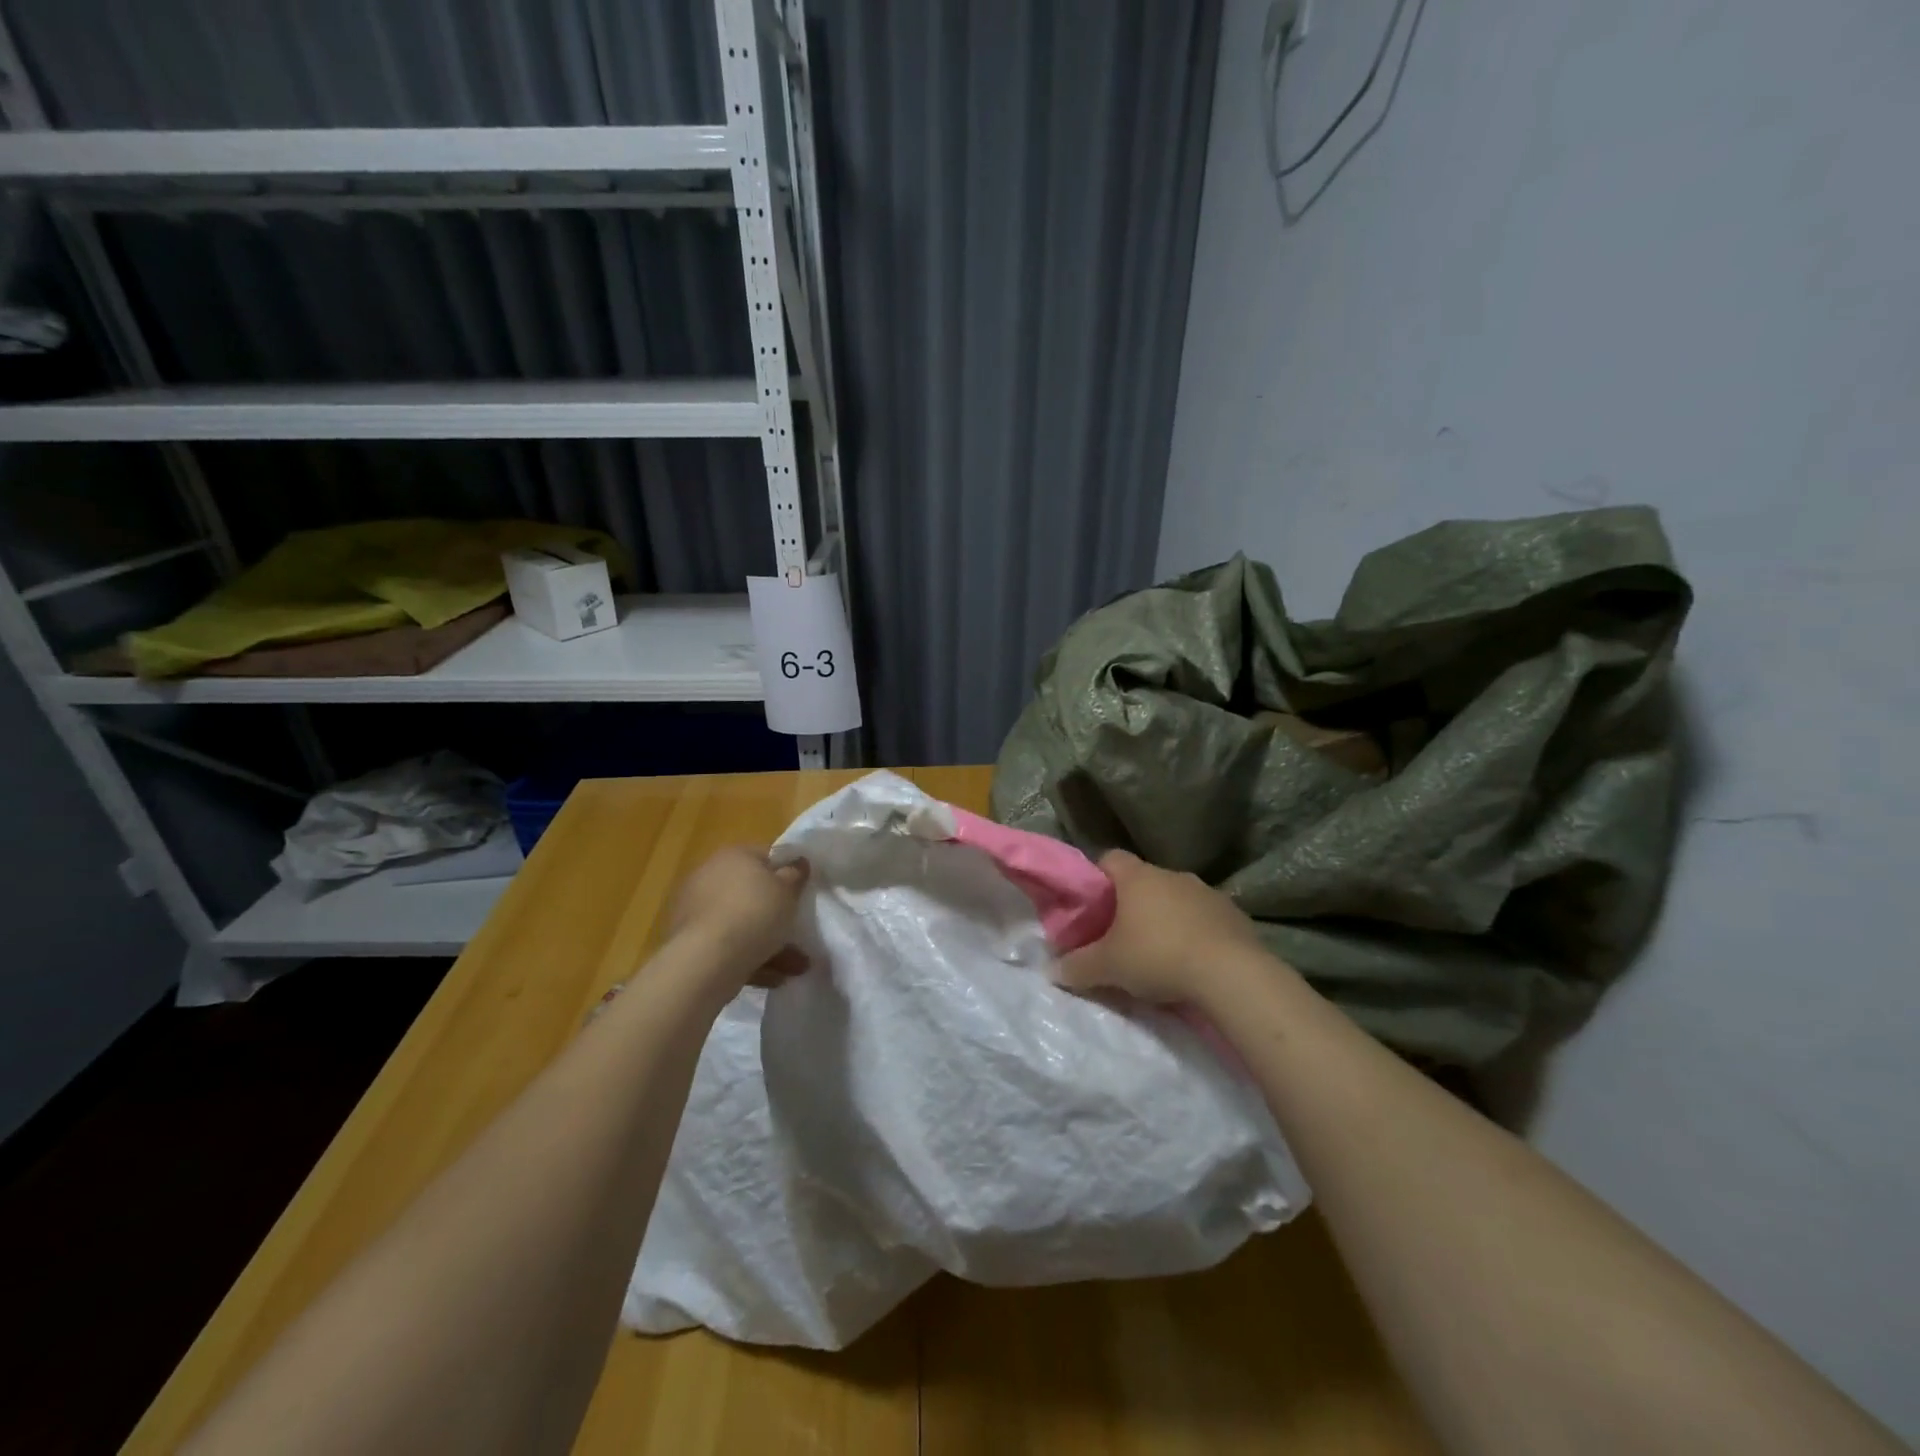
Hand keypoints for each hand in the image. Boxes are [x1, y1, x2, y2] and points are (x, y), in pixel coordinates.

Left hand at [669, 846, 810, 989]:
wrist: (707, 959)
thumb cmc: (754, 913)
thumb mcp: (787, 890)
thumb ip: (795, 874)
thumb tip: (798, 861)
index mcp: (733, 856)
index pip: (765, 856)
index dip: (787, 872)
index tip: (802, 892)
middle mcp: (710, 877)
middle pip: (752, 893)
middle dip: (777, 914)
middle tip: (798, 931)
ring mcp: (696, 911)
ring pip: (742, 923)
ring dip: (769, 943)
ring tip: (796, 967)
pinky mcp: (691, 942)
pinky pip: (729, 946)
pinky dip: (750, 958)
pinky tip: (774, 978)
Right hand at [1056, 849, 1270, 1003]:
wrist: (1231, 974)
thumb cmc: (1158, 956)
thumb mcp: (1108, 967)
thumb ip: (1077, 966)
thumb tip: (1052, 971)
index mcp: (1138, 877)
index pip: (1110, 858)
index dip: (1097, 876)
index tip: (1092, 903)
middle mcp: (1172, 875)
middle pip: (1144, 880)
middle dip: (1131, 903)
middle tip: (1119, 935)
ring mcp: (1207, 892)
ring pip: (1176, 899)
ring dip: (1166, 918)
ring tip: (1158, 952)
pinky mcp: (1235, 915)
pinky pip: (1205, 918)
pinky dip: (1195, 933)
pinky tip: (1192, 961)